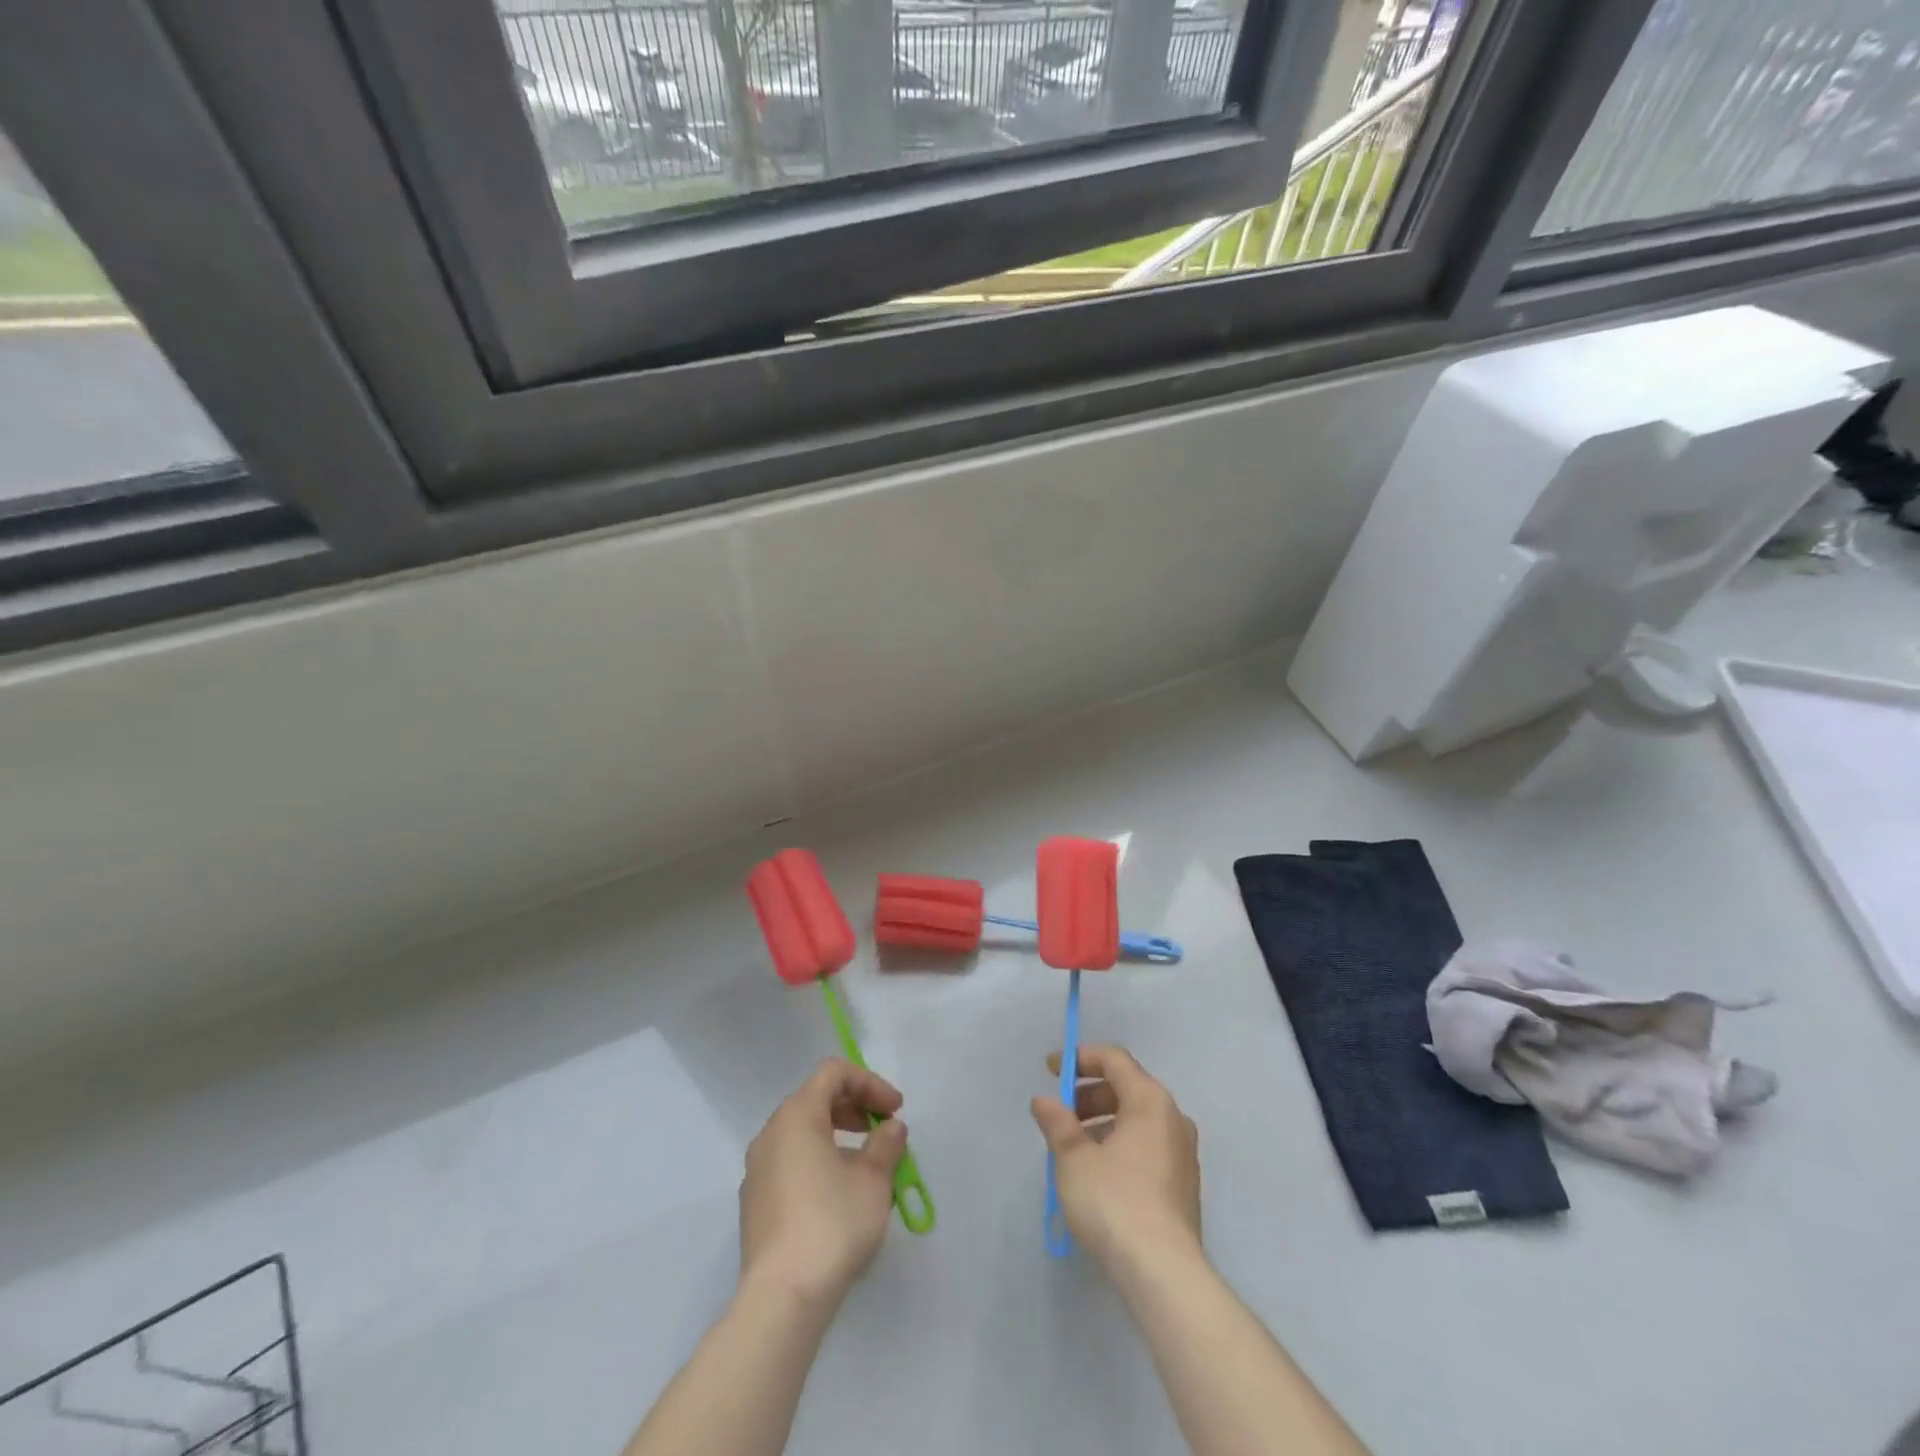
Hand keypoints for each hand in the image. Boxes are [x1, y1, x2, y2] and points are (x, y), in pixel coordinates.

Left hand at [739, 1059, 908, 1307]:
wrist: (782, 1298)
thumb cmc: (832, 1223)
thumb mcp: (874, 1179)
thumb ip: (886, 1144)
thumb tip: (890, 1128)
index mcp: (796, 1115)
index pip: (834, 1074)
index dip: (870, 1083)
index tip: (895, 1111)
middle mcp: (770, 1133)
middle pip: (815, 1099)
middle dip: (853, 1108)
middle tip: (882, 1130)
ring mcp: (757, 1170)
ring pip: (801, 1133)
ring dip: (837, 1136)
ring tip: (866, 1165)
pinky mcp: (755, 1204)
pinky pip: (790, 1163)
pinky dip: (817, 1161)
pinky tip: (838, 1195)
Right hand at [1030, 1044, 1201, 1267]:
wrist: (1163, 1273)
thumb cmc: (1114, 1201)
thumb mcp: (1074, 1158)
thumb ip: (1057, 1123)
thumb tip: (1044, 1101)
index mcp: (1150, 1101)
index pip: (1114, 1060)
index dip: (1080, 1058)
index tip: (1051, 1070)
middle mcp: (1173, 1118)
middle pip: (1127, 1087)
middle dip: (1089, 1094)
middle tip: (1060, 1113)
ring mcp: (1182, 1154)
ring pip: (1137, 1120)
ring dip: (1102, 1122)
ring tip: (1072, 1148)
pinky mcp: (1183, 1185)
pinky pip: (1146, 1147)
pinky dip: (1119, 1145)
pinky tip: (1097, 1174)